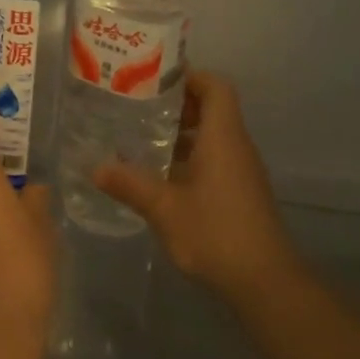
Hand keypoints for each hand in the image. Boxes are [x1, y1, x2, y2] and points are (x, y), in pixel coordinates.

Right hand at [94, 71, 297, 299]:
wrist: (265, 282)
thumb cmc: (215, 233)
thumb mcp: (164, 208)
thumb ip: (130, 184)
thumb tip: (94, 168)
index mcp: (223, 138)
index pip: (215, 87)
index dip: (189, 76)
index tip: (155, 81)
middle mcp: (236, 147)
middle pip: (212, 109)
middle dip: (177, 105)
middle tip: (138, 108)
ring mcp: (241, 171)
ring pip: (212, 136)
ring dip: (181, 133)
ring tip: (141, 139)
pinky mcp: (240, 193)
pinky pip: (214, 159)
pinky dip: (189, 157)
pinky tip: (160, 176)